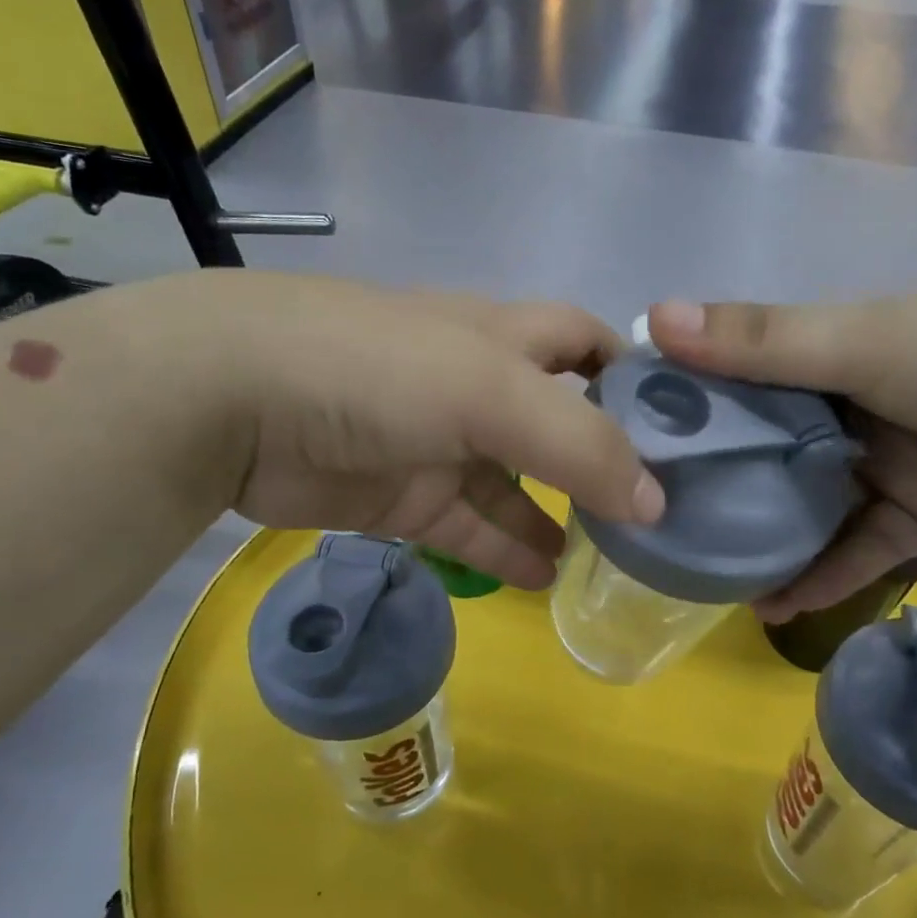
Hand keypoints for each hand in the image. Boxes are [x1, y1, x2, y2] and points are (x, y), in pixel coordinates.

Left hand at [218, 274, 662, 588]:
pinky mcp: (401, 497)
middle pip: (557, 421)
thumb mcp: (491, 391)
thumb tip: (654, 500)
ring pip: (516, 485)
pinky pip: (469, 527)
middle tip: (656, 511)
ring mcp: (437, 445)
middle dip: (603, 459)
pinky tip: (545, 579)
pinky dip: (505, 551)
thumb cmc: (379, 368)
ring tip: (612, 559)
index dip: (631, 374)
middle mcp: (476, 386)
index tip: (682, 424)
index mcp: (502, 338)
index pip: (584, 343)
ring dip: (559, 516)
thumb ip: (578, 443)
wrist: (234, 401)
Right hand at [646, 285, 916, 619]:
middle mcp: (847, 403)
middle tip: (657, 520)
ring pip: (807, 504)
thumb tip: (654, 318)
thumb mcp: (860, 342)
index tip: (631, 441)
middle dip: (718, 481)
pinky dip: (821, 576)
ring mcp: (883, 461)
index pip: (737, 376)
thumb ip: (760, 340)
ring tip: (705, 577)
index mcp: (827, 352)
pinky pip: (857, 548)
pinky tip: (774, 607)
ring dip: (764, 539)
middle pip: (766, 446)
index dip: (687, 404)